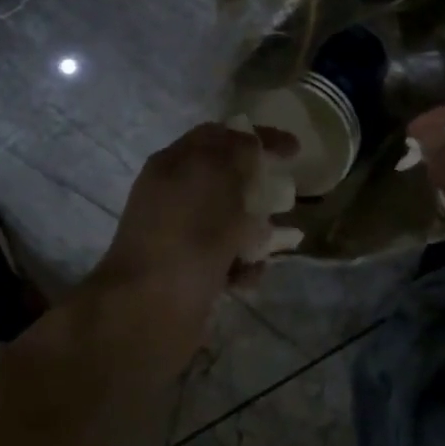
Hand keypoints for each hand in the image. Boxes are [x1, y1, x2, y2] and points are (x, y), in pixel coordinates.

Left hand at [85, 123, 294, 374]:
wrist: (150, 310)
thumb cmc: (187, 235)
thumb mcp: (216, 177)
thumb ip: (236, 151)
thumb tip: (249, 143)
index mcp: (174, 163)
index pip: (220, 136)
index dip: (259, 137)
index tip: (295, 150)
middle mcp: (173, 195)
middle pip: (227, 180)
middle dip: (260, 189)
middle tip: (284, 200)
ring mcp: (180, 234)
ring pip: (231, 222)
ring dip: (256, 231)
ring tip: (268, 247)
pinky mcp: (189, 271)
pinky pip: (226, 258)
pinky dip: (242, 264)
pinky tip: (247, 277)